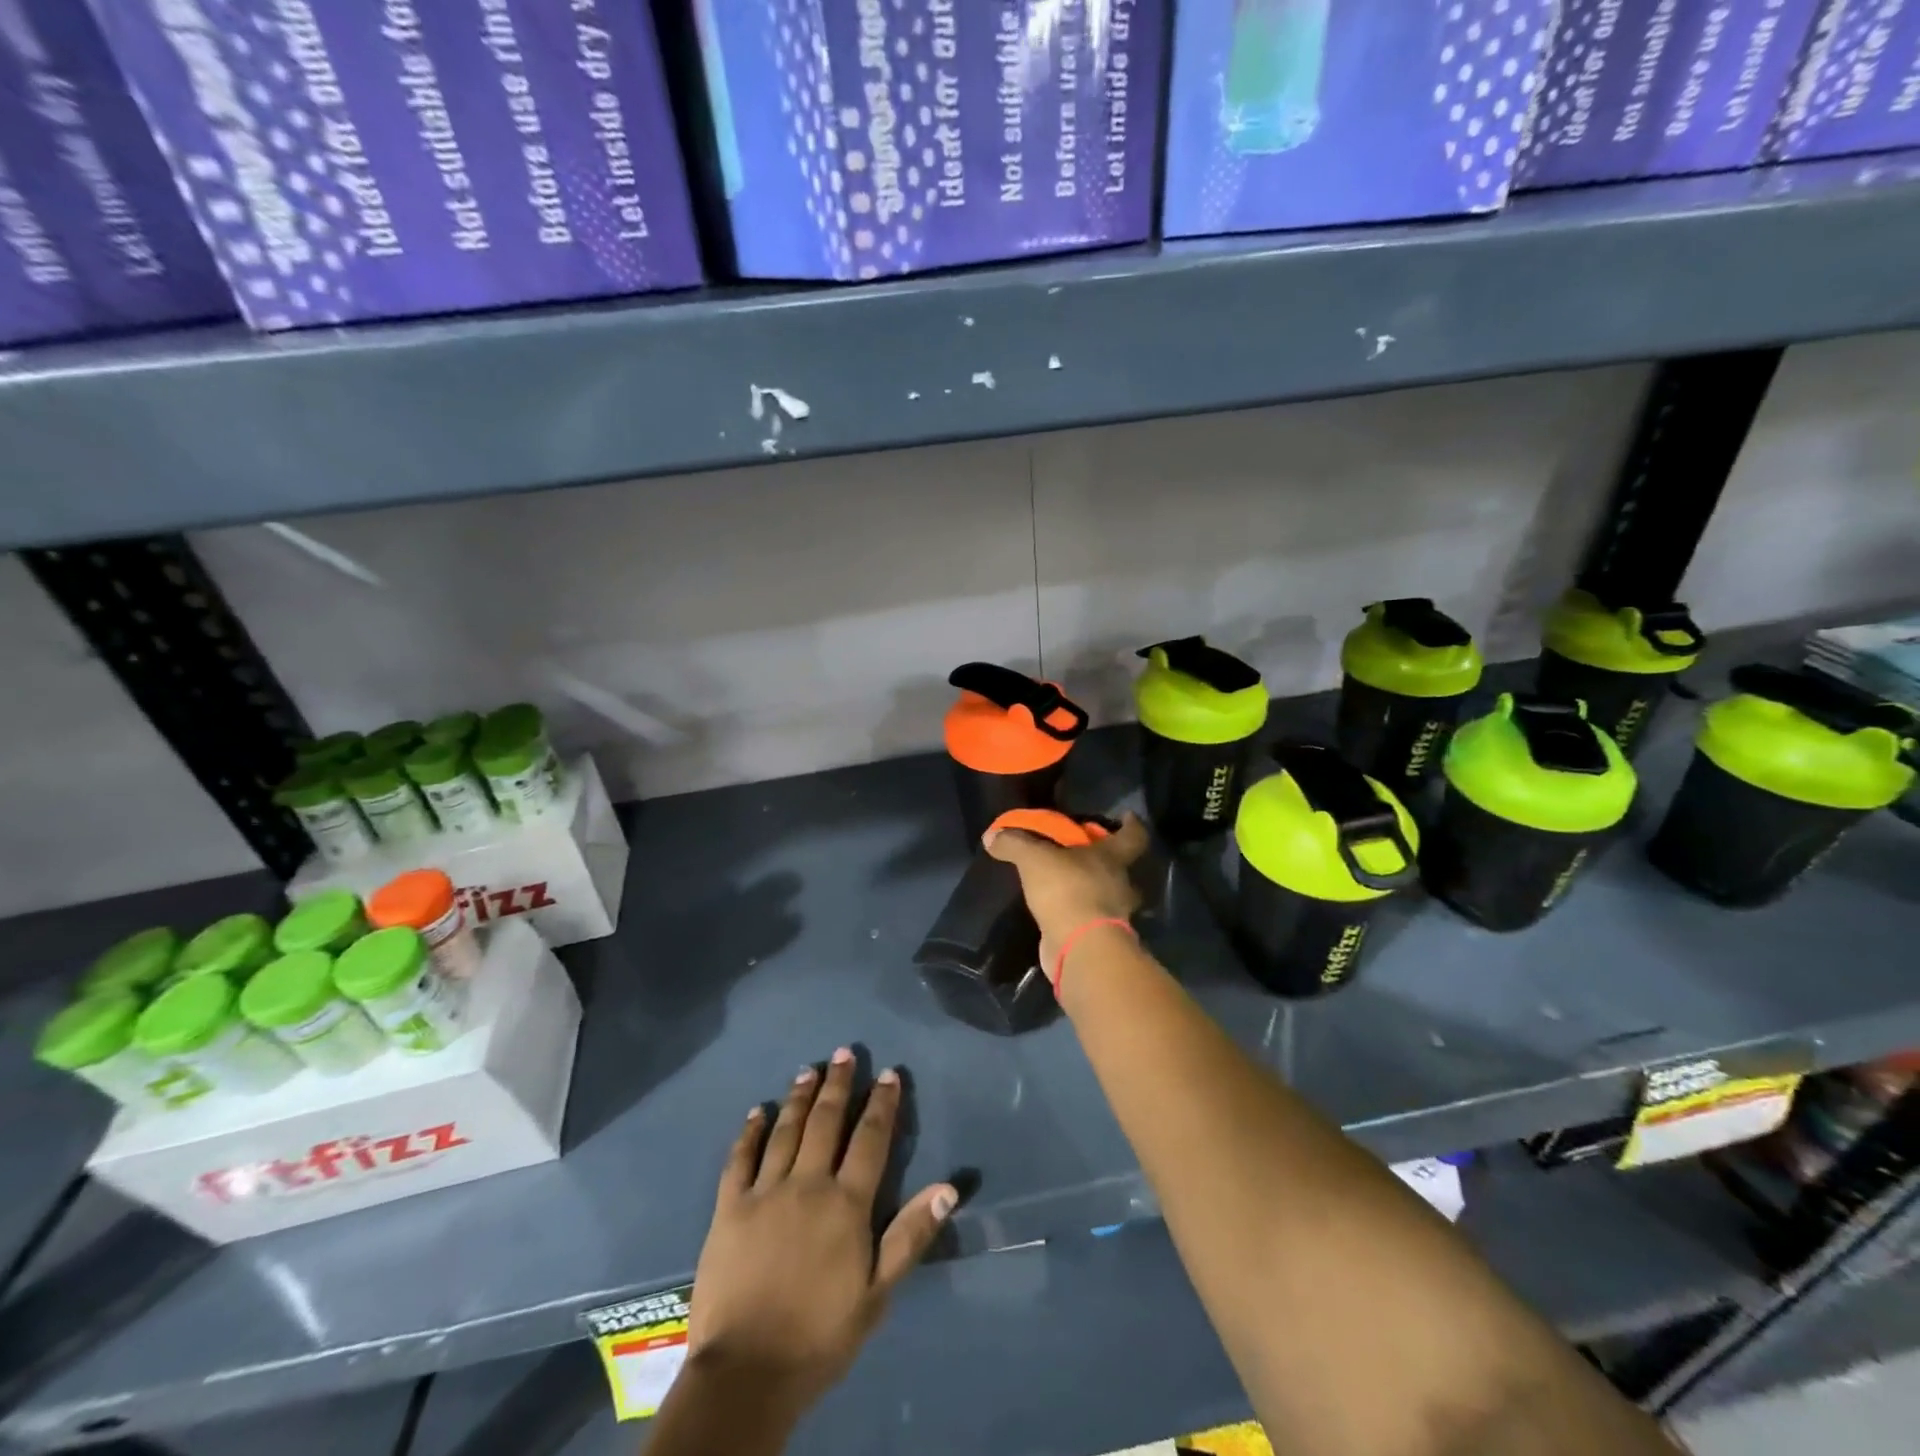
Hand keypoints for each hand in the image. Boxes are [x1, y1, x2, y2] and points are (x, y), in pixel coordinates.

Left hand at [687, 1048, 956, 1421]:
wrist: (747, 1372)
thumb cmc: (821, 1335)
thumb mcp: (877, 1293)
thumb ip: (910, 1235)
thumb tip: (948, 1187)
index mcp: (846, 1203)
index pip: (870, 1139)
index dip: (882, 1104)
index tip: (889, 1073)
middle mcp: (807, 1183)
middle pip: (827, 1121)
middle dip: (839, 1084)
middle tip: (844, 1052)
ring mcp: (765, 1191)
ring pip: (786, 1130)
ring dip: (799, 1097)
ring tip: (808, 1069)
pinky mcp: (730, 1207)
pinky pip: (740, 1158)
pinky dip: (750, 1131)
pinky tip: (758, 1111)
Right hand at [984, 811, 1149, 968]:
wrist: (1079, 947)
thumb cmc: (1067, 889)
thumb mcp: (1034, 859)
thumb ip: (1014, 843)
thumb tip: (991, 836)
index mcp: (1113, 858)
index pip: (1134, 836)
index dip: (1132, 825)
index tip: (1128, 817)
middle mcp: (1120, 884)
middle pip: (1120, 868)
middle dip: (1105, 862)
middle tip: (1083, 854)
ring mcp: (1113, 914)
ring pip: (1107, 896)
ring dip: (1091, 890)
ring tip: (1066, 884)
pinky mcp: (1098, 938)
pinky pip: (1089, 919)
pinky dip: (1076, 914)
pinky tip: (1057, 911)